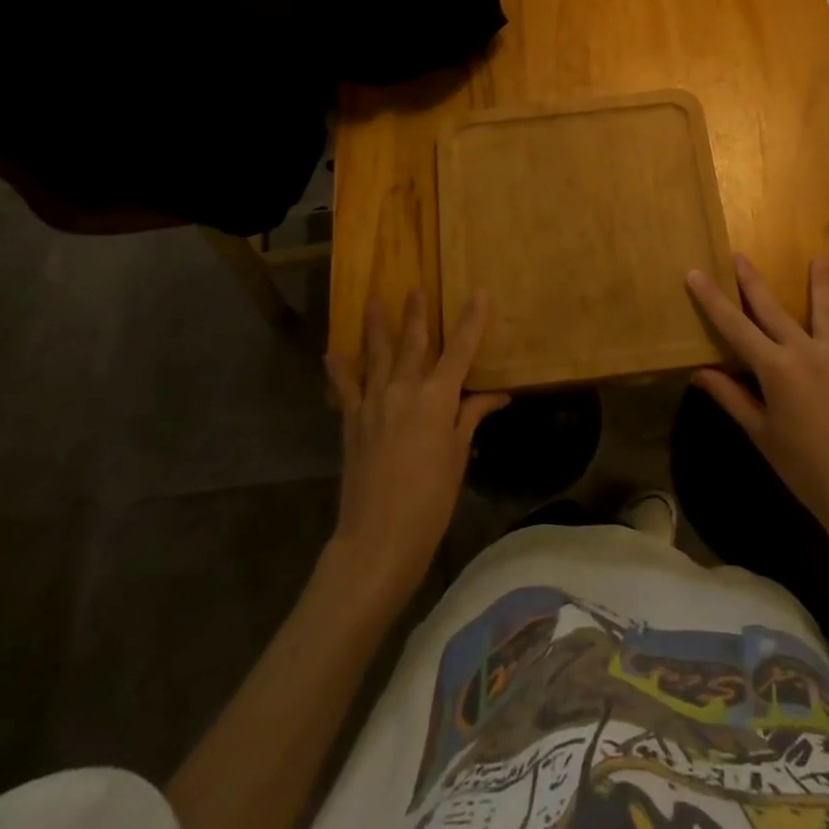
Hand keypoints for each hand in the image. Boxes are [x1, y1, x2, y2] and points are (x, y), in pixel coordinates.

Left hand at [324, 290, 509, 602]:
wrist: (377, 540)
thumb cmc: (430, 502)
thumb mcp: (457, 458)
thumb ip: (471, 418)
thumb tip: (496, 395)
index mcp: (436, 399)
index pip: (459, 350)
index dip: (471, 320)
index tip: (480, 292)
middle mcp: (403, 391)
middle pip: (413, 344)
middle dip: (417, 315)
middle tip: (416, 289)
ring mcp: (373, 404)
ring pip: (376, 356)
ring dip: (377, 327)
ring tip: (374, 301)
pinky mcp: (352, 422)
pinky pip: (345, 388)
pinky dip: (339, 369)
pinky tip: (332, 352)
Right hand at [687, 255, 828, 554]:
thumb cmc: (803, 467)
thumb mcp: (761, 433)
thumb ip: (732, 397)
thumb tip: (699, 373)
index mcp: (774, 369)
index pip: (734, 326)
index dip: (712, 299)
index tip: (695, 273)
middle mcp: (803, 351)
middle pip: (772, 308)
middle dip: (753, 280)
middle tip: (739, 254)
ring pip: (823, 309)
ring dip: (820, 281)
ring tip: (819, 257)